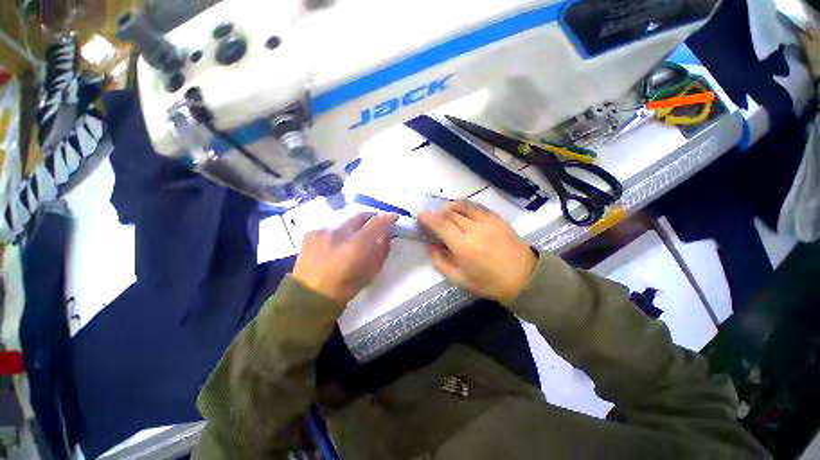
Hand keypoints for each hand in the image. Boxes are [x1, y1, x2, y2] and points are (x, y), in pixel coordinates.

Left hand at [292, 213, 396, 306]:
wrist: (311, 295)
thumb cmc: (347, 287)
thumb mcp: (372, 271)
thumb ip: (382, 249)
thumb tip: (386, 234)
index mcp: (356, 246)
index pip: (377, 222)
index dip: (388, 217)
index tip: (393, 218)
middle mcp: (339, 233)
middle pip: (361, 215)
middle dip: (372, 218)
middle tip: (376, 224)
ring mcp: (323, 230)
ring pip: (346, 219)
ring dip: (355, 224)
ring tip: (356, 234)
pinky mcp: (311, 232)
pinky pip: (332, 225)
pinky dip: (340, 230)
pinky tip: (338, 241)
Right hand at [418, 201, 535, 303]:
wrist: (523, 278)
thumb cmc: (489, 283)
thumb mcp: (459, 279)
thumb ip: (441, 262)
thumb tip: (431, 245)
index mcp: (464, 247)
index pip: (441, 225)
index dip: (428, 218)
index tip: (420, 215)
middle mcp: (474, 230)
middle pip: (450, 214)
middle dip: (438, 213)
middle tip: (434, 219)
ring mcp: (488, 222)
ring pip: (463, 206)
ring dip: (450, 207)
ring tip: (446, 213)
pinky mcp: (498, 219)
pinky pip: (477, 206)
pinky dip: (465, 206)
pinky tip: (462, 211)